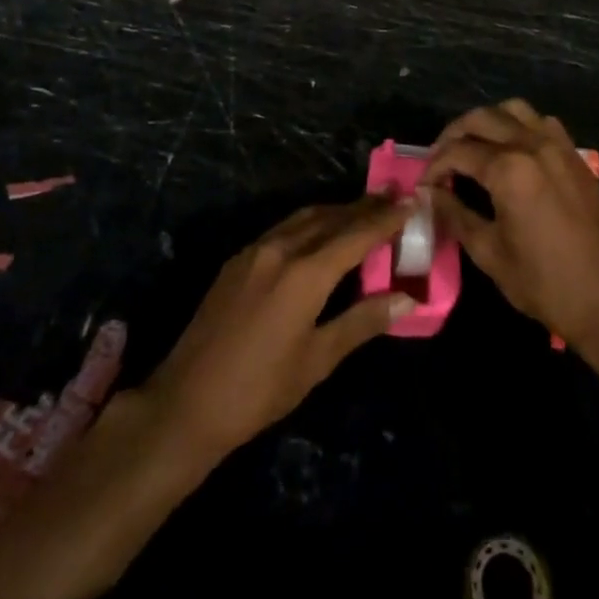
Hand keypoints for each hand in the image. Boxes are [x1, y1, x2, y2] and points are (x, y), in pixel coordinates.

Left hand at [144, 197, 415, 460]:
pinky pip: (283, 229)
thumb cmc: (260, 389)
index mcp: (305, 273)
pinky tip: (320, 234)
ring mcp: (254, 251)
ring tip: (364, 209)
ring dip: (336, 211)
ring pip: (305, 218)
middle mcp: (280, 249)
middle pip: (331, 217)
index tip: (411, 201)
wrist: (187, 402)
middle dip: (364, 206)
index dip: (385, 218)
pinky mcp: (237, 260)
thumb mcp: (318, 360)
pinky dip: (310, 223)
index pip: (356, 235)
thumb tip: (407, 299)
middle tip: (394, 196)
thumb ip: (362, 321)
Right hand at [428, 99, 598, 350]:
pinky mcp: (576, 157)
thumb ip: (455, 214)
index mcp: (509, 169)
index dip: (434, 166)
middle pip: (482, 118)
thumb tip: (430, 194)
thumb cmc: (544, 283)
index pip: (458, 152)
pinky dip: (520, 126)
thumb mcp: (489, 253)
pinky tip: (511, 151)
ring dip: (487, 121)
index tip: (423, 185)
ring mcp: (559, 147)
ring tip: (473, 147)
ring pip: (514, 110)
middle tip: (440, 160)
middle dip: (454, 134)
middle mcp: (533, 145)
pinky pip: (542, 123)